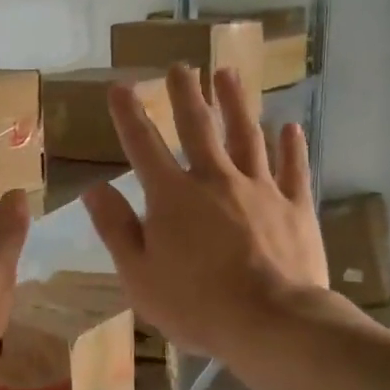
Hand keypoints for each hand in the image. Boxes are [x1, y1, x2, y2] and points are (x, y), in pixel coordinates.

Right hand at [82, 64, 328, 365]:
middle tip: (181, 66)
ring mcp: (260, 188)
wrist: (271, 322)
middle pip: (198, 128)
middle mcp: (215, 179)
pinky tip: (290, 126)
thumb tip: (93, 188)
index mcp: (172, 196)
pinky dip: (291, 146)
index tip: (119, 86)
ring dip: (235, 103)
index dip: (128, 115)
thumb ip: (116, 228)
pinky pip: (293, 168)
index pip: (143, 145)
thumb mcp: (139, 274)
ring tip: (227, 74)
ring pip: (246, 135)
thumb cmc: (196, 304)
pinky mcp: (295, 206)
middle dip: (186, 95)